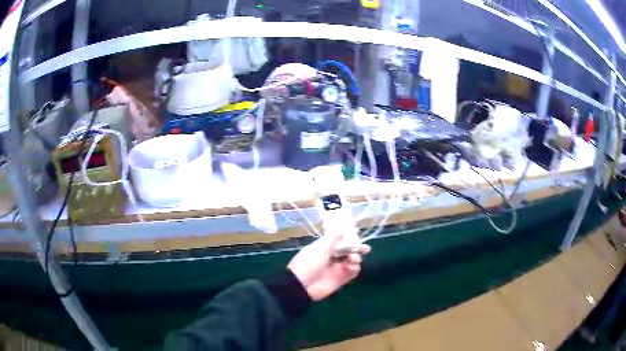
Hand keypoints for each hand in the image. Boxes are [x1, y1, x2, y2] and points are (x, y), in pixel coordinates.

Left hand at [287, 233, 370, 300]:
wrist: (302, 285)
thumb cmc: (309, 263)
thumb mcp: (320, 247)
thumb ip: (332, 238)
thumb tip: (342, 229)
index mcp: (325, 247)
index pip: (340, 241)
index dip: (350, 239)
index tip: (358, 238)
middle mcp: (332, 257)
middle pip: (348, 251)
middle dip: (357, 249)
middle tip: (365, 249)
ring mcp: (337, 268)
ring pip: (352, 261)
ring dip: (356, 258)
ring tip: (353, 260)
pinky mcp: (341, 279)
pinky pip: (352, 272)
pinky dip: (355, 269)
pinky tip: (353, 268)